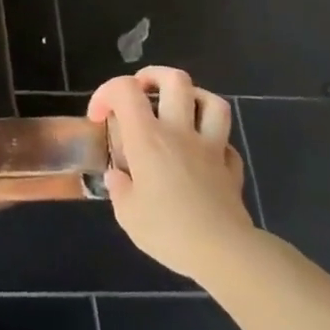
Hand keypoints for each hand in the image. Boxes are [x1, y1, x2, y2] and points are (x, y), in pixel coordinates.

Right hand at [90, 67, 254, 281]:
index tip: (99, 118)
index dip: (106, 93)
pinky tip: (202, 154)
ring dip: (192, 98)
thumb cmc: (168, 230)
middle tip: (140, 92)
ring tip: (177, 110)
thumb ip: (119, 189)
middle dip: (153, 77)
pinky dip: (213, 141)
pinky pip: (226, 142)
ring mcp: (211, 148)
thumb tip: (118, 176)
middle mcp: (179, 132)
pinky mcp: (231, 168)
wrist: (225, 253)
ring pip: (212, 101)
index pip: (125, 90)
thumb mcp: (127, 214)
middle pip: (175, 79)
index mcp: (147, 138)